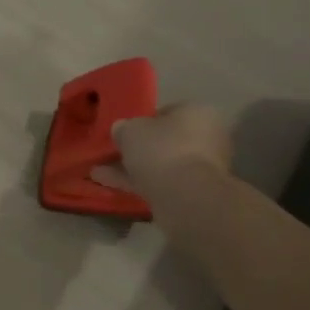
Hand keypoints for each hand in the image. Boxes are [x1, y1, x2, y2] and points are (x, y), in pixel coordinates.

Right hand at [91, 104, 232, 212]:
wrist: (185, 197)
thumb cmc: (162, 150)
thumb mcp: (131, 130)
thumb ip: (124, 128)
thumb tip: (121, 130)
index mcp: (198, 113)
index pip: (167, 112)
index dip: (142, 121)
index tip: (124, 131)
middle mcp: (207, 138)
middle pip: (166, 141)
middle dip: (139, 148)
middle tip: (113, 153)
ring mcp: (202, 168)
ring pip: (163, 164)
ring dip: (134, 168)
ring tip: (102, 172)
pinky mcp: (194, 193)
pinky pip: (162, 183)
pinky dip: (139, 184)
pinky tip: (111, 185)